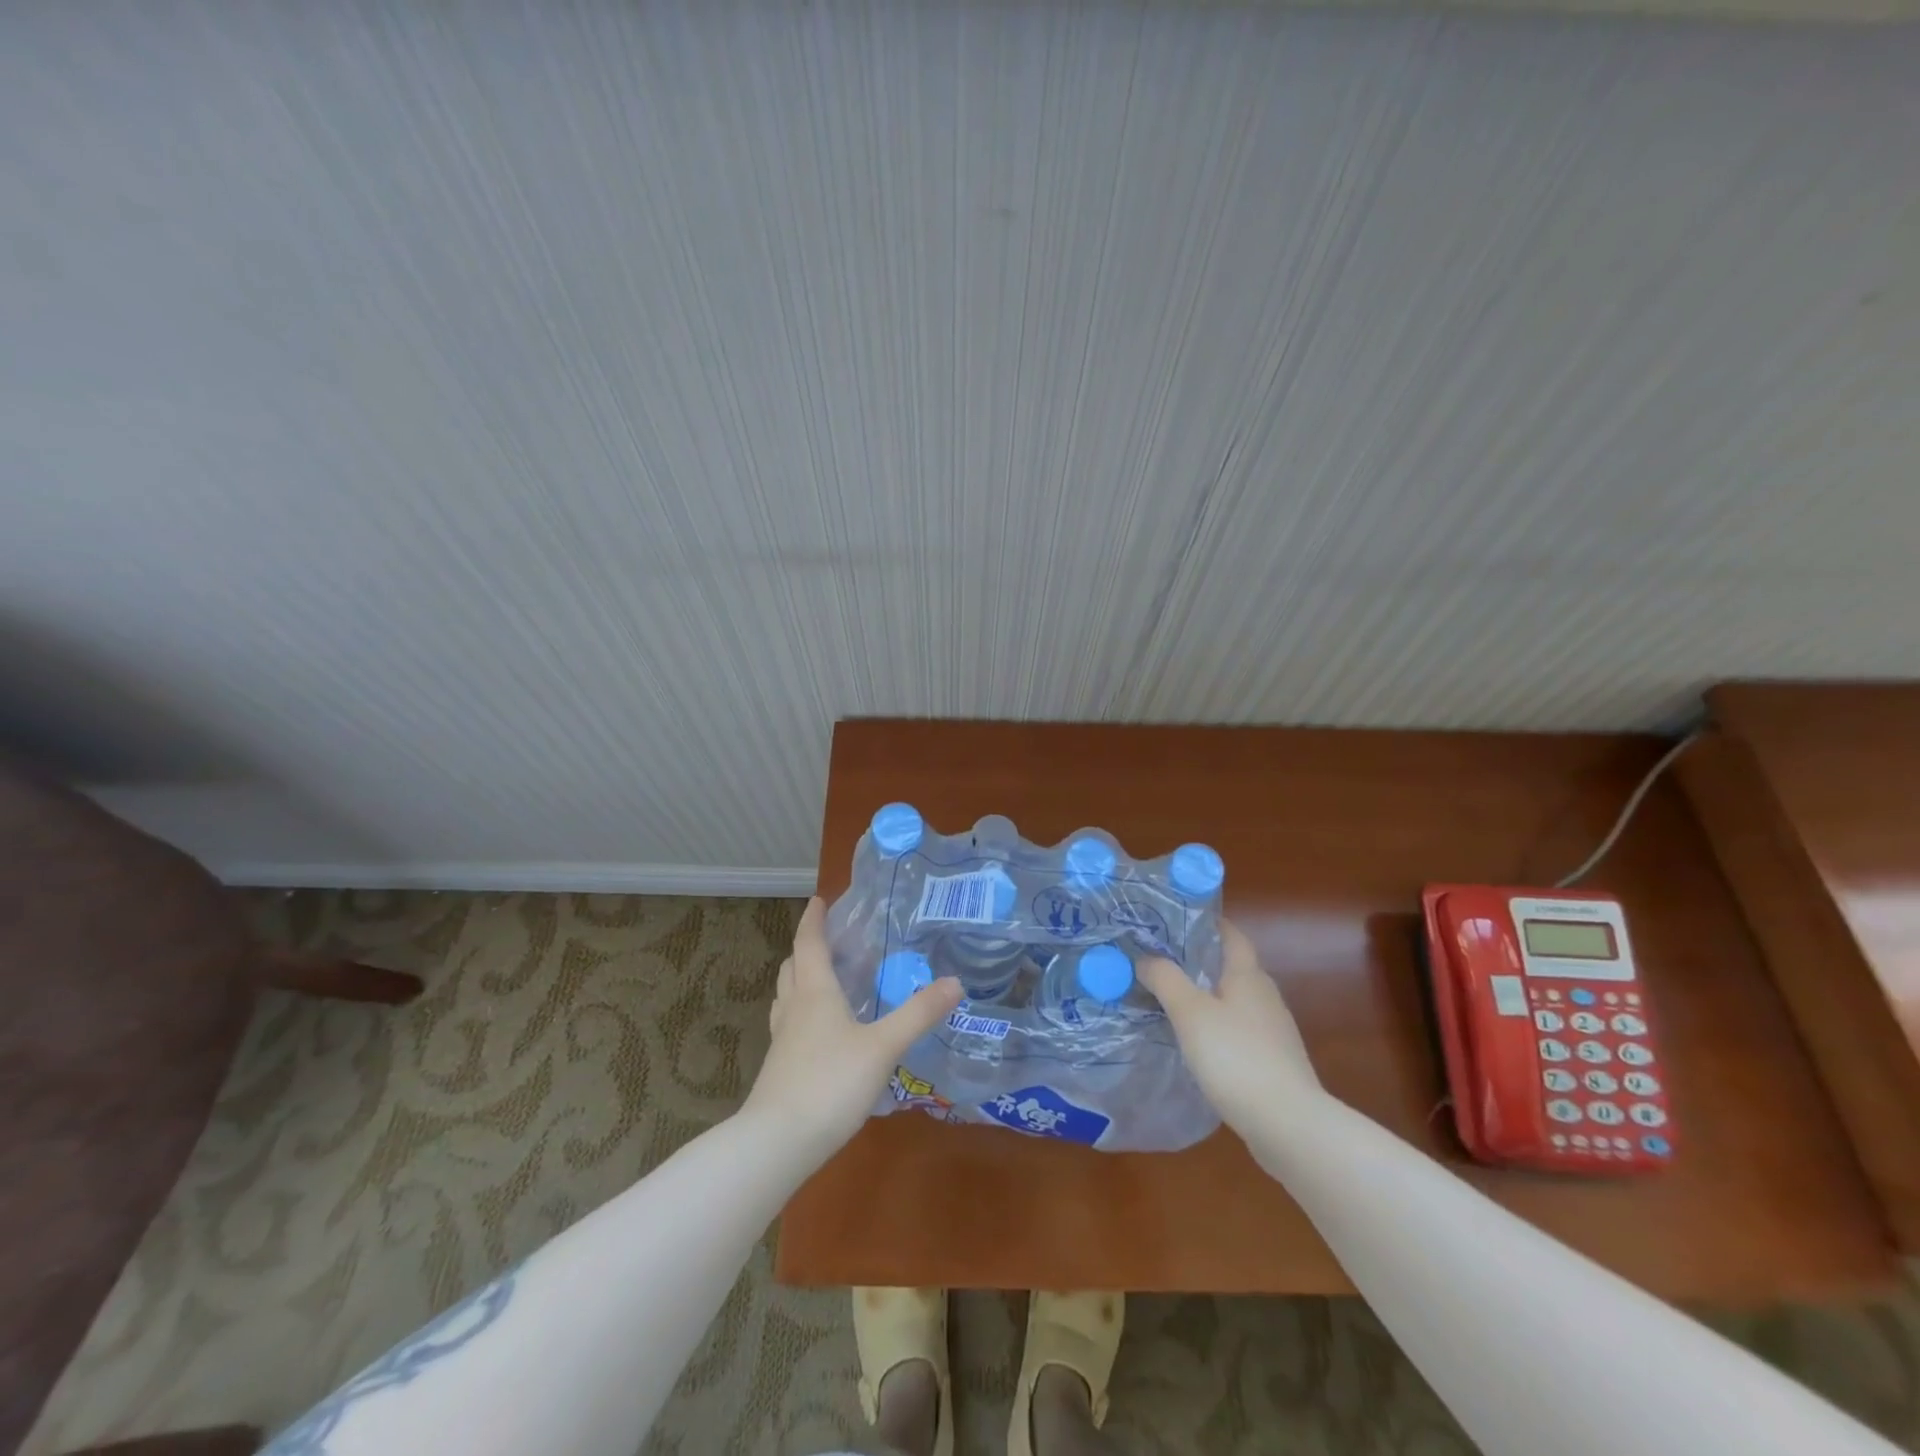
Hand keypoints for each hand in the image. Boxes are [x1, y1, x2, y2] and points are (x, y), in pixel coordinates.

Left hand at [743, 897, 962, 1160]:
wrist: (776, 1143)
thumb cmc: (829, 1083)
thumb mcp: (883, 1047)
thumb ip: (918, 1014)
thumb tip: (955, 982)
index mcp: (815, 993)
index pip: (809, 944)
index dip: (813, 920)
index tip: (818, 900)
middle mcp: (793, 1009)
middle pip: (793, 968)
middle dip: (807, 949)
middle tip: (829, 941)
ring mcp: (782, 1041)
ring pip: (786, 997)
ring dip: (801, 980)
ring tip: (825, 981)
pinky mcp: (779, 1069)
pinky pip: (789, 1026)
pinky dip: (803, 1014)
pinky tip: (822, 1034)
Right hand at [1138, 918, 1321, 1134]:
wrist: (1289, 1125)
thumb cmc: (1236, 1057)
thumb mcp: (1190, 1012)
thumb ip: (1165, 979)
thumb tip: (1145, 957)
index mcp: (1248, 976)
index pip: (1232, 935)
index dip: (1209, 922)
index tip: (1178, 918)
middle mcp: (1265, 996)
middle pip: (1232, 967)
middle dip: (1200, 960)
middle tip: (1161, 960)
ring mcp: (1273, 1031)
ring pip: (1235, 1000)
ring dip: (1207, 996)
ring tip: (1171, 1000)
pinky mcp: (1273, 1062)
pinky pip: (1239, 1030)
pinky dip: (1217, 1026)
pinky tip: (1197, 1042)